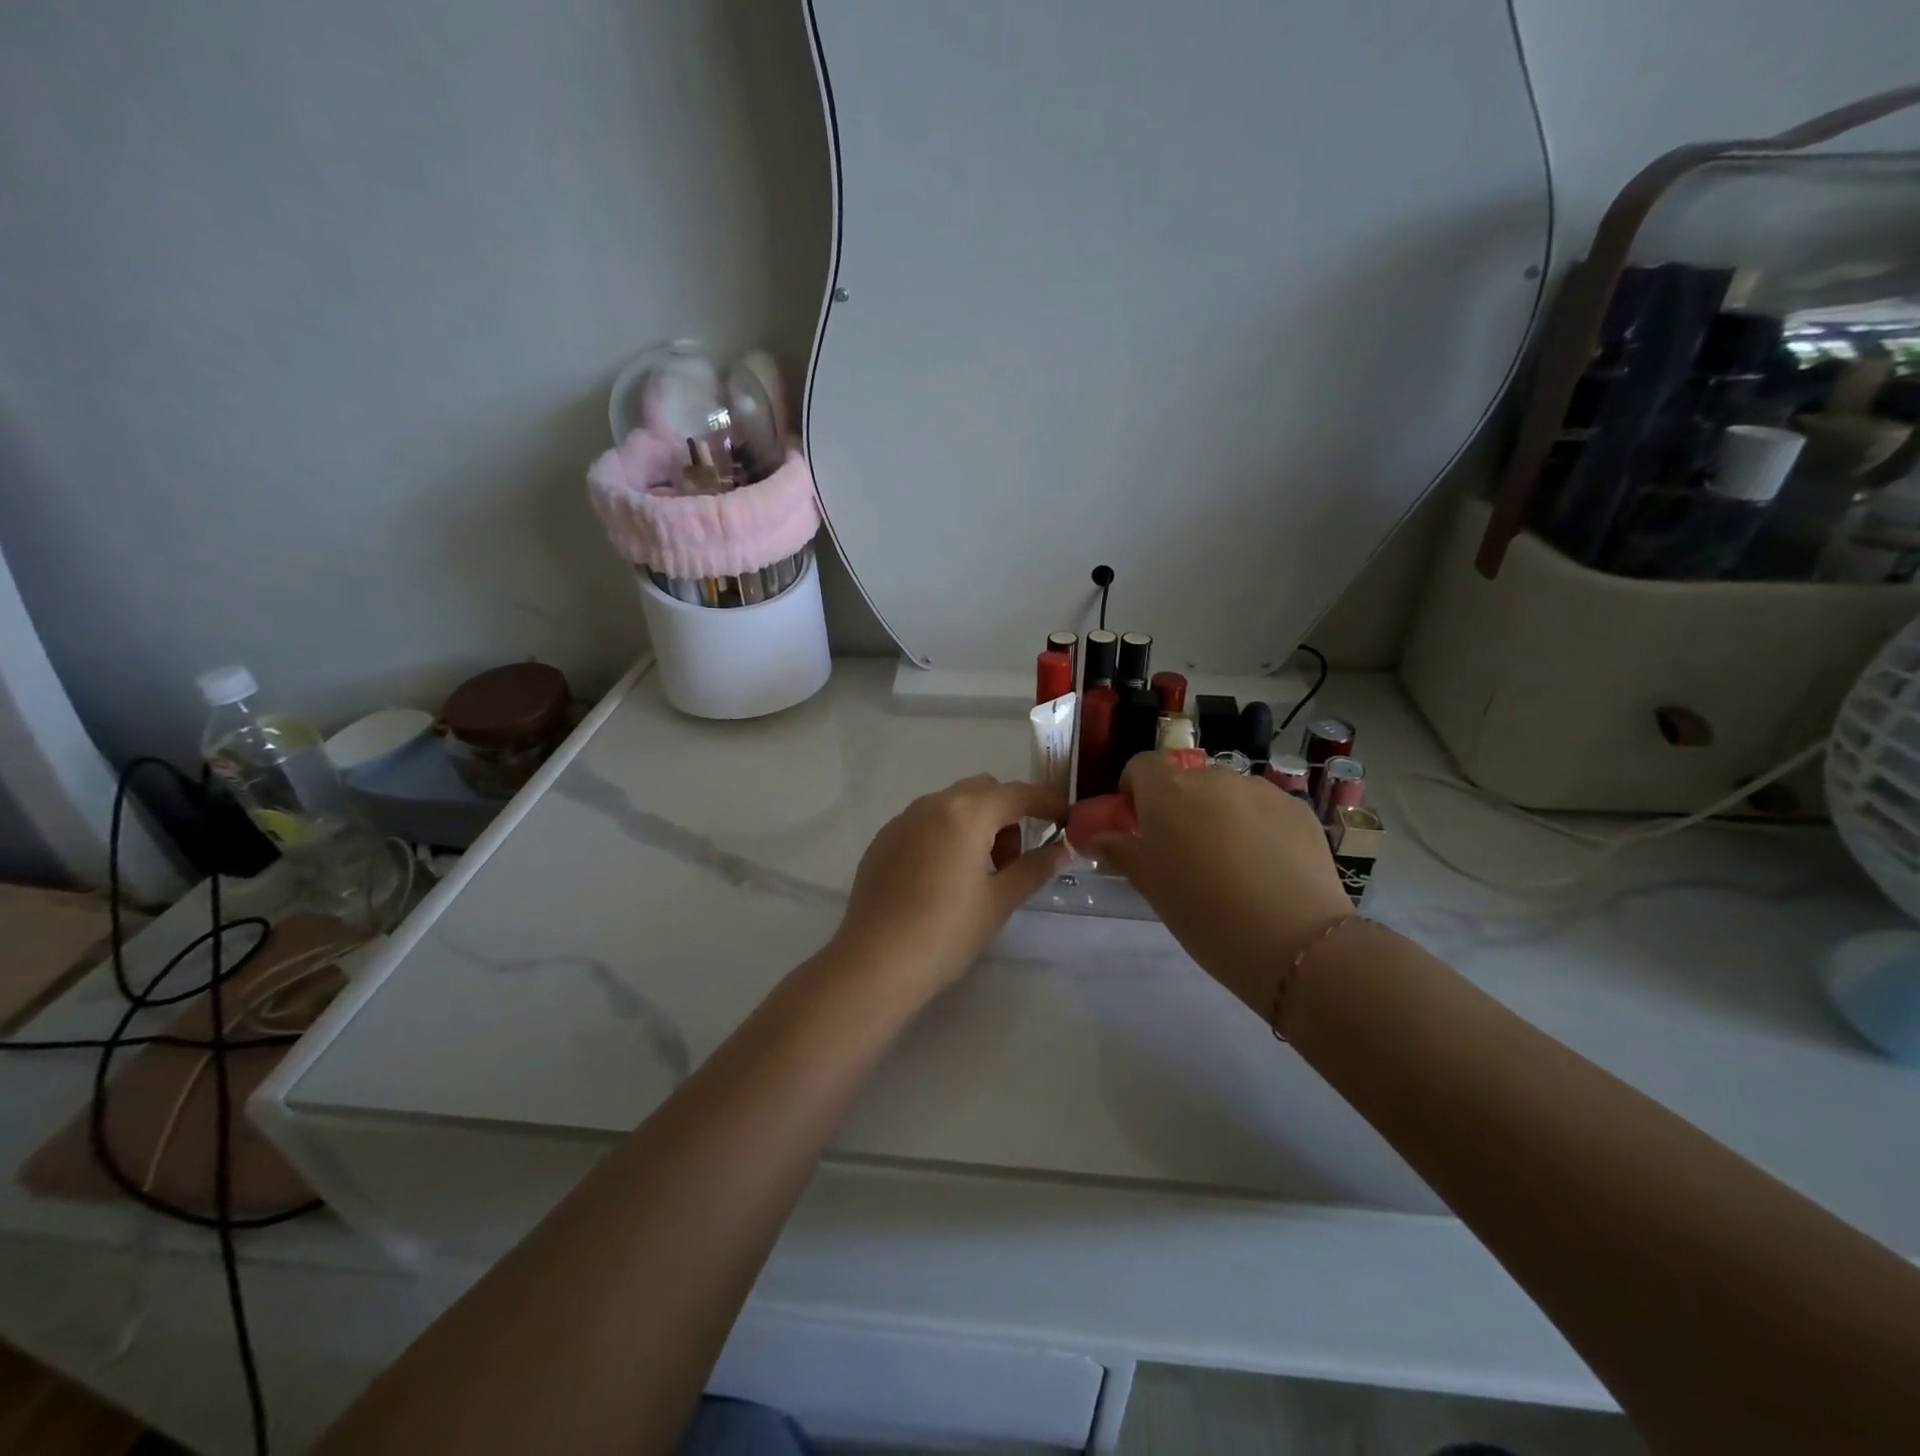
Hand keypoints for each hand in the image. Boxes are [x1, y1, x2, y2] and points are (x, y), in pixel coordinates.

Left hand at [832, 775, 1067, 1003]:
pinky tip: (942, 878)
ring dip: (976, 823)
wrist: (875, 963)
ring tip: (978, 872)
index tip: (1066, 820)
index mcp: (966, 813)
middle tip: (1013, 860)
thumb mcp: (999, 901)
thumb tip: (1062, 849)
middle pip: (983, 791)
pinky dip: (945, 834)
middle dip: (1008, 813)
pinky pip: (925, 822)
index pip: (1018, 794)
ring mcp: (902, 820)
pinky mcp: (883, 840)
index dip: (1047, 803)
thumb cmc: (946, 932)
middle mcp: (932, 804)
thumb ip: (1034, 867)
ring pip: (952, 804)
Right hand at [1088, 753, 1352, 1012]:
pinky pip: (1263, 807)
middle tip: (1183, 852)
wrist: (1296, 943)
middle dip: (1178, 805)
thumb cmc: (1206, 916)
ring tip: (1230, 863)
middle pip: (1186, 779)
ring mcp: (1260, 789)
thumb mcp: (1152, 888)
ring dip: (1218, 813)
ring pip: (1226, 792)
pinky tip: (1266, 867)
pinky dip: (1256, 825)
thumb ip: (1122, 852)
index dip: (1135, 790)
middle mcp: (1213, 778)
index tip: (1139, 824)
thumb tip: (1097, 837)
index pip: (1141, 765)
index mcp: (1168, 793)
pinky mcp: (1298, 808)